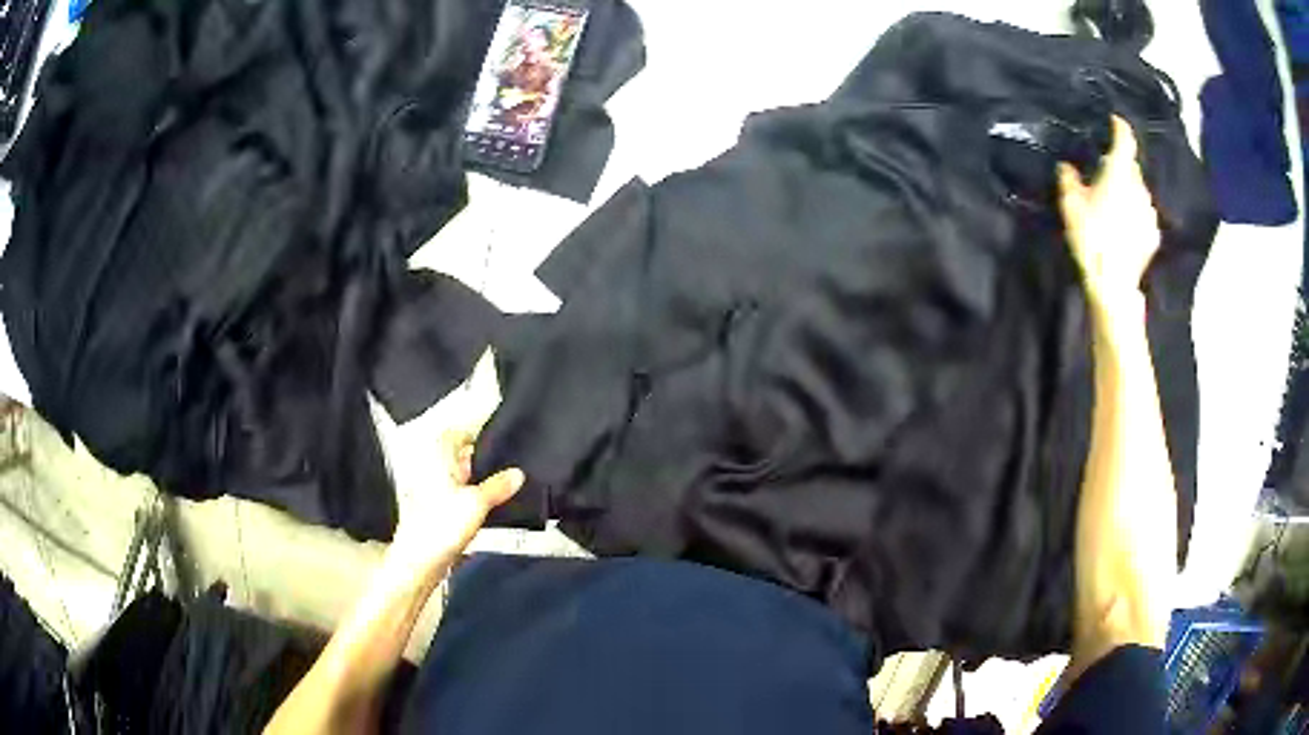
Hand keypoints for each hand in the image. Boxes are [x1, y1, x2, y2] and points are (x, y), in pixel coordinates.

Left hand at [387, 428, 523, 579]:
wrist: (419, 563)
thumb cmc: (440, 527)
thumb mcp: (476, 503)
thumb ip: (498, 486)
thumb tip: (518, 472)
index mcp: (438, 460)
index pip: (457, 434)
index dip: (476, 432)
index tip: (500, 437)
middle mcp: (434, 472)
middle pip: (461, 457)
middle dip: (484, 459)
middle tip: (513, 462)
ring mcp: (436, 494)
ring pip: (463, 479)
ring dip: (482, 481)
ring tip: (510, 485)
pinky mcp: (440, 514)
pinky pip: (462, 498)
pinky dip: (477, 499)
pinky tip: (495, 508)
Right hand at [1057, 116, 1160, 318]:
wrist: (1113, 283)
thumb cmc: (1091, 237)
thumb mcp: (1070, 204)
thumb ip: (1069, 179)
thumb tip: (1066, 166)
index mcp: (1119, 173)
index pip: (1125, 140)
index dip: (1119, 127)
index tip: (1114, 121)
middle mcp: (1139, 187)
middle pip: (1131, 167)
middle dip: (1120, 166)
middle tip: (1104, 174)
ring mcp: (1149, 212)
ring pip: (1138, 191)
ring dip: (1128, 191)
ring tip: (1113, 205)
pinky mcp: (1153, 234)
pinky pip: (1144, 214)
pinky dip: (1135, 213)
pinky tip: (1124, 226)